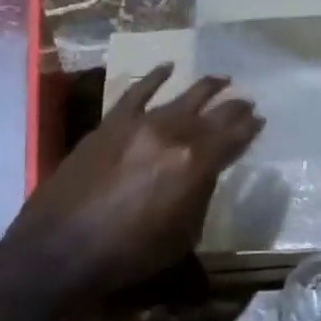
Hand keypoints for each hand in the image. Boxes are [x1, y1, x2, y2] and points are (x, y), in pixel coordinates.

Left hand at [8, 65, 262, 300]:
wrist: (60, 249)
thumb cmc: (128, 253)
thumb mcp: (182, 235)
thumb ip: (200, 195)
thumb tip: (204, 172)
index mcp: (196, 163)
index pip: (233, 137)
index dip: (250, 128)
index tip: (260, 119)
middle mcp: (173, 134)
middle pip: (213, 114)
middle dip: (234, 107)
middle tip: (247, 101)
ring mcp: (140, 123)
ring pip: (182, 97)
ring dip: (206, 88)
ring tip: (222, 79)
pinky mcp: (111, 122)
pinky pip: (137, 91)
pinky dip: (155, 78)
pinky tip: (168, 67)